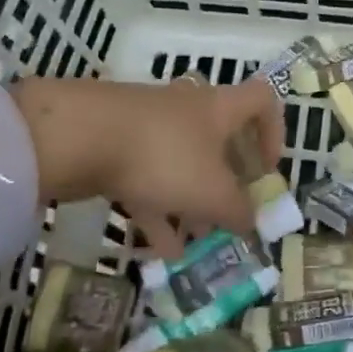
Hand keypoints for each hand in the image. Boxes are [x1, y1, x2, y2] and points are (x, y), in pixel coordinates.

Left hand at [12, 76, 281, 257]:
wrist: (79, 135)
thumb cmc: (164, 156)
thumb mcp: (212, 193)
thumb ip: (238, 211)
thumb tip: (251, 222)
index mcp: (220, 108)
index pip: (262, 101)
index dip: (274, 132)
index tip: (267, 170)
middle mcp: (189, 109)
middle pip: (221, 138)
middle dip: (228, 180)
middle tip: (231, 213)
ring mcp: (150, 125)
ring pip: (182, 162)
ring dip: (192, 200)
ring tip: (197, 242)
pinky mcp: (117, 143)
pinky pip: (148, 177)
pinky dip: (158, 209)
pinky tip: (159, 249)